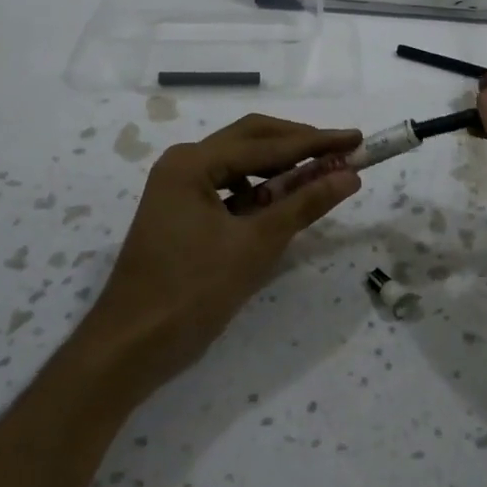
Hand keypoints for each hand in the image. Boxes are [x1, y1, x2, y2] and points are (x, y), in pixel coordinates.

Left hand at [75, 114, 361, 397]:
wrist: (130, 347)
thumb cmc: (192, 292)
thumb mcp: (256, 245)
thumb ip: (304, 204)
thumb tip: (349, 175)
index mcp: (193, 163)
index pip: (267, 144)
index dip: (316, 141)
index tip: (356, 138)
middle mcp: (183, 164)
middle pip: (251, 140)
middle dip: (298, 145)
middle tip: (341, 151)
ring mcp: (179, 188)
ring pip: (240, 163)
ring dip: (279, 167)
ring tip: (318, 176)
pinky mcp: (181, 213)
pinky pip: (228, 188)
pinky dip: (259, 191)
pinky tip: (283, 202)